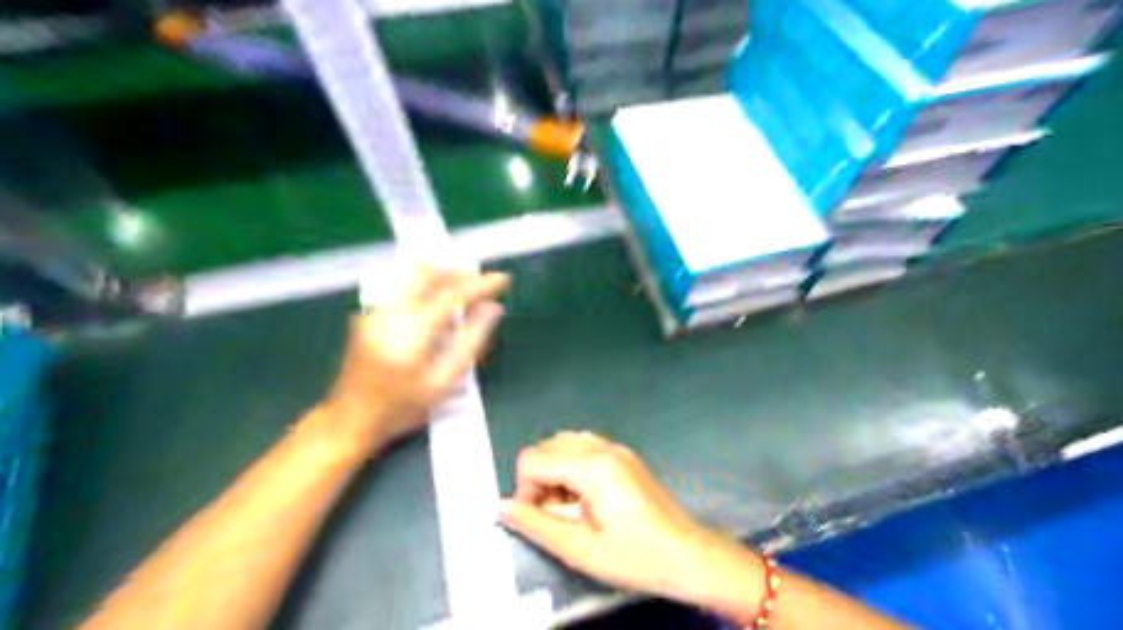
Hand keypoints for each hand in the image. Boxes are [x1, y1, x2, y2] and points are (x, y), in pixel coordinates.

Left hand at [323, 269, 511, 455]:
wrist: (351, 418)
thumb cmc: (403, 406)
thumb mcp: (445, 381)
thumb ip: (472, 341)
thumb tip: (494, 309)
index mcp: (414, 328)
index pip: (453, 293)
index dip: (481, 283)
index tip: (504, 279)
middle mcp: (392, 310)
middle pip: (430, 275)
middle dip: (461, 273)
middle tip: (485, 282)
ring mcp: (376, 310)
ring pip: (413, 277)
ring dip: (442, 276)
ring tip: (464, 287)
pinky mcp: (368, 315)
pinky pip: (401, 287)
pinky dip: (425, 285)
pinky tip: (436, 299)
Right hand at [498, 433, 763, 614]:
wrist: (690, 556)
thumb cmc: (637, 557)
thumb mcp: (581, 550)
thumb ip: (537, 525)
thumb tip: (502, 507)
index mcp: (592, 466)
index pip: (533, 460)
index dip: (525, 491)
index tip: (538, 519)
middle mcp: (603, 448)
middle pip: (547, 447)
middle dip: (539, 480)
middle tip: (554, 515)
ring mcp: (617, 449)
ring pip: (565, 444)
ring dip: (555, 472)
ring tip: (570, 508)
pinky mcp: (625, 457)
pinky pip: (585, 449)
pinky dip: (573, 468)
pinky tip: (586, 498)